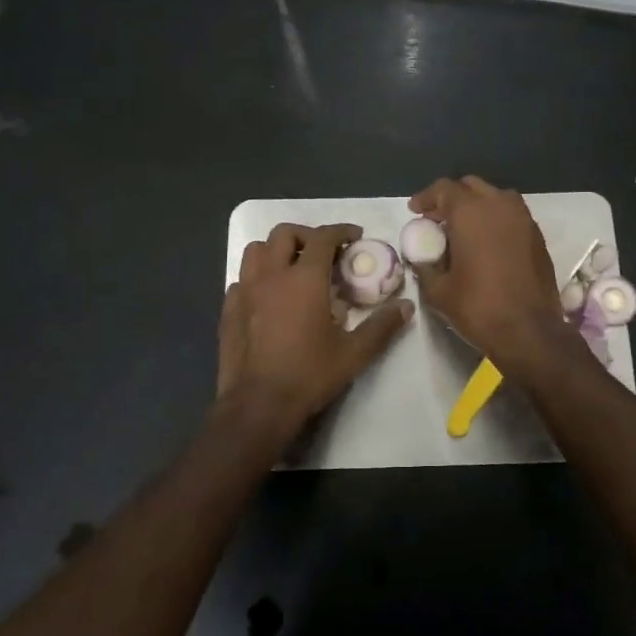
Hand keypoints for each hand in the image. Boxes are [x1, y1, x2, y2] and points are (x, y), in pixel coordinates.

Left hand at [216, 222, 413, 445]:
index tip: (354, 236)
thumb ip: (382, 326)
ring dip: (277, 250)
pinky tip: (268, 297)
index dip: (341, 231)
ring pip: (256, 250)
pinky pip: (241, 279)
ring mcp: (245, 291)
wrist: (259, 404)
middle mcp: (271, 275)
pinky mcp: (229, 310)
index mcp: (304, 279)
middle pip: (284, 233)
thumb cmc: (309, 374)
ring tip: (292, 267)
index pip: (323, 237)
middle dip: (307, 235)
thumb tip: (406, 306)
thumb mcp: (354, 353)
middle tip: (323, 252)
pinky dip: (257, 278)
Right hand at [407, 177, 579, 376]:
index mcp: (471, 212)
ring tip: (464, 227)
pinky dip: (496, 219)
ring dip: (477, 205)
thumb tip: (420, 259)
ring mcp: (523, 218)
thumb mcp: (438, 291)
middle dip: (451, 198)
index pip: (444, 188)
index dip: (426, 197)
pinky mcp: (537, 236)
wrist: (529, 331)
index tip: (415, 212)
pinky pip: (512, 215)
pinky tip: (487, 242)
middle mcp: (499, 205)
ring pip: (495, 197)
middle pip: (471, 186)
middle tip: (437, 219)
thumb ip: (425, 268)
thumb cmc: (478, 307)